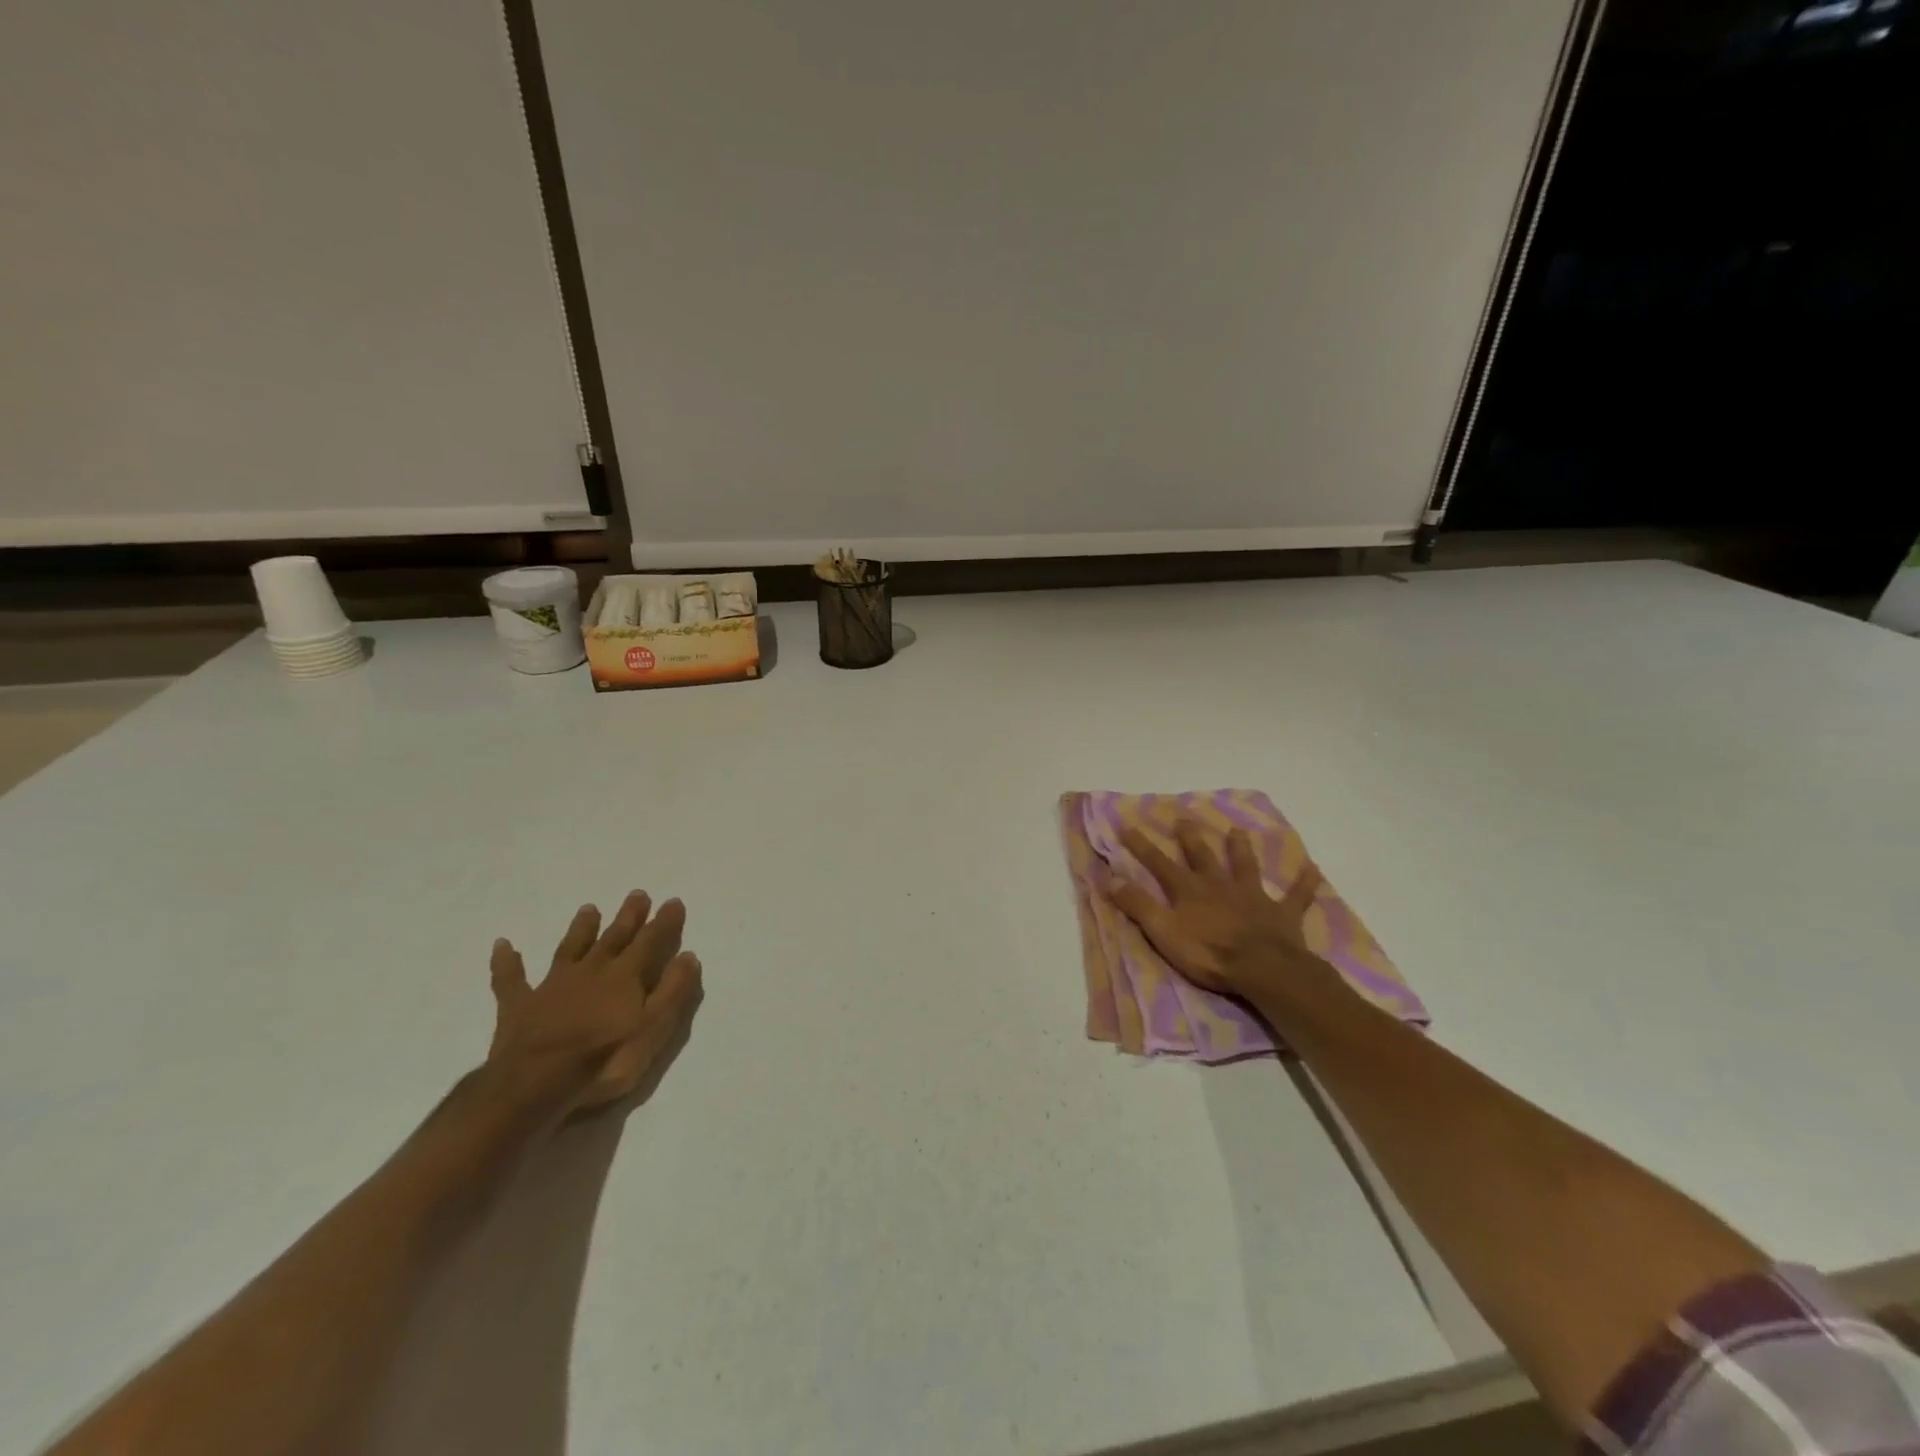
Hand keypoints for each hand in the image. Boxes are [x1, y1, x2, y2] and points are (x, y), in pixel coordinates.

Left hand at [486, 890, 703, 1121]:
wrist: (535, 1085)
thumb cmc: (605, 1058)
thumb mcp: (653, 1027)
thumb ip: (673, 990)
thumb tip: (688, 955)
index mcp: (625, 976)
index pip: (650, 941)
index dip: (664, 922)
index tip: (673, 902)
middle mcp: (591, 971)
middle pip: (613, 938)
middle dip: (628, 917)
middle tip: (637, 894)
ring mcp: (552, 986)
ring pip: (570, 949)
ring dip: (581, 929)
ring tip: (589, 908)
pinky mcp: (518, 1006)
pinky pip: (511, 979)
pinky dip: (507, 962)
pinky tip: (502, 945)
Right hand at [1104, 821, 1329, 1004]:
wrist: (1263, 969)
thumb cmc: (1208, 953)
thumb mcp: (1164, 932)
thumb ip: (1138, 905)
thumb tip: (1109, 878)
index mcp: (1190, 891)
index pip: (1160, 863)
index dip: (1142, 846)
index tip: (1127, 825)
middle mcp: (1219, 885)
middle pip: (1202, 856)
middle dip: (1191, 837)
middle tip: (1184, 818)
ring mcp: (1252, 897)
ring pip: (1245, 866)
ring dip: (1241, 849)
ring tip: (1237, 831)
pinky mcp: (1281, 914)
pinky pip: (1296, 896)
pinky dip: (1304, 883)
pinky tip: (1312, 869)